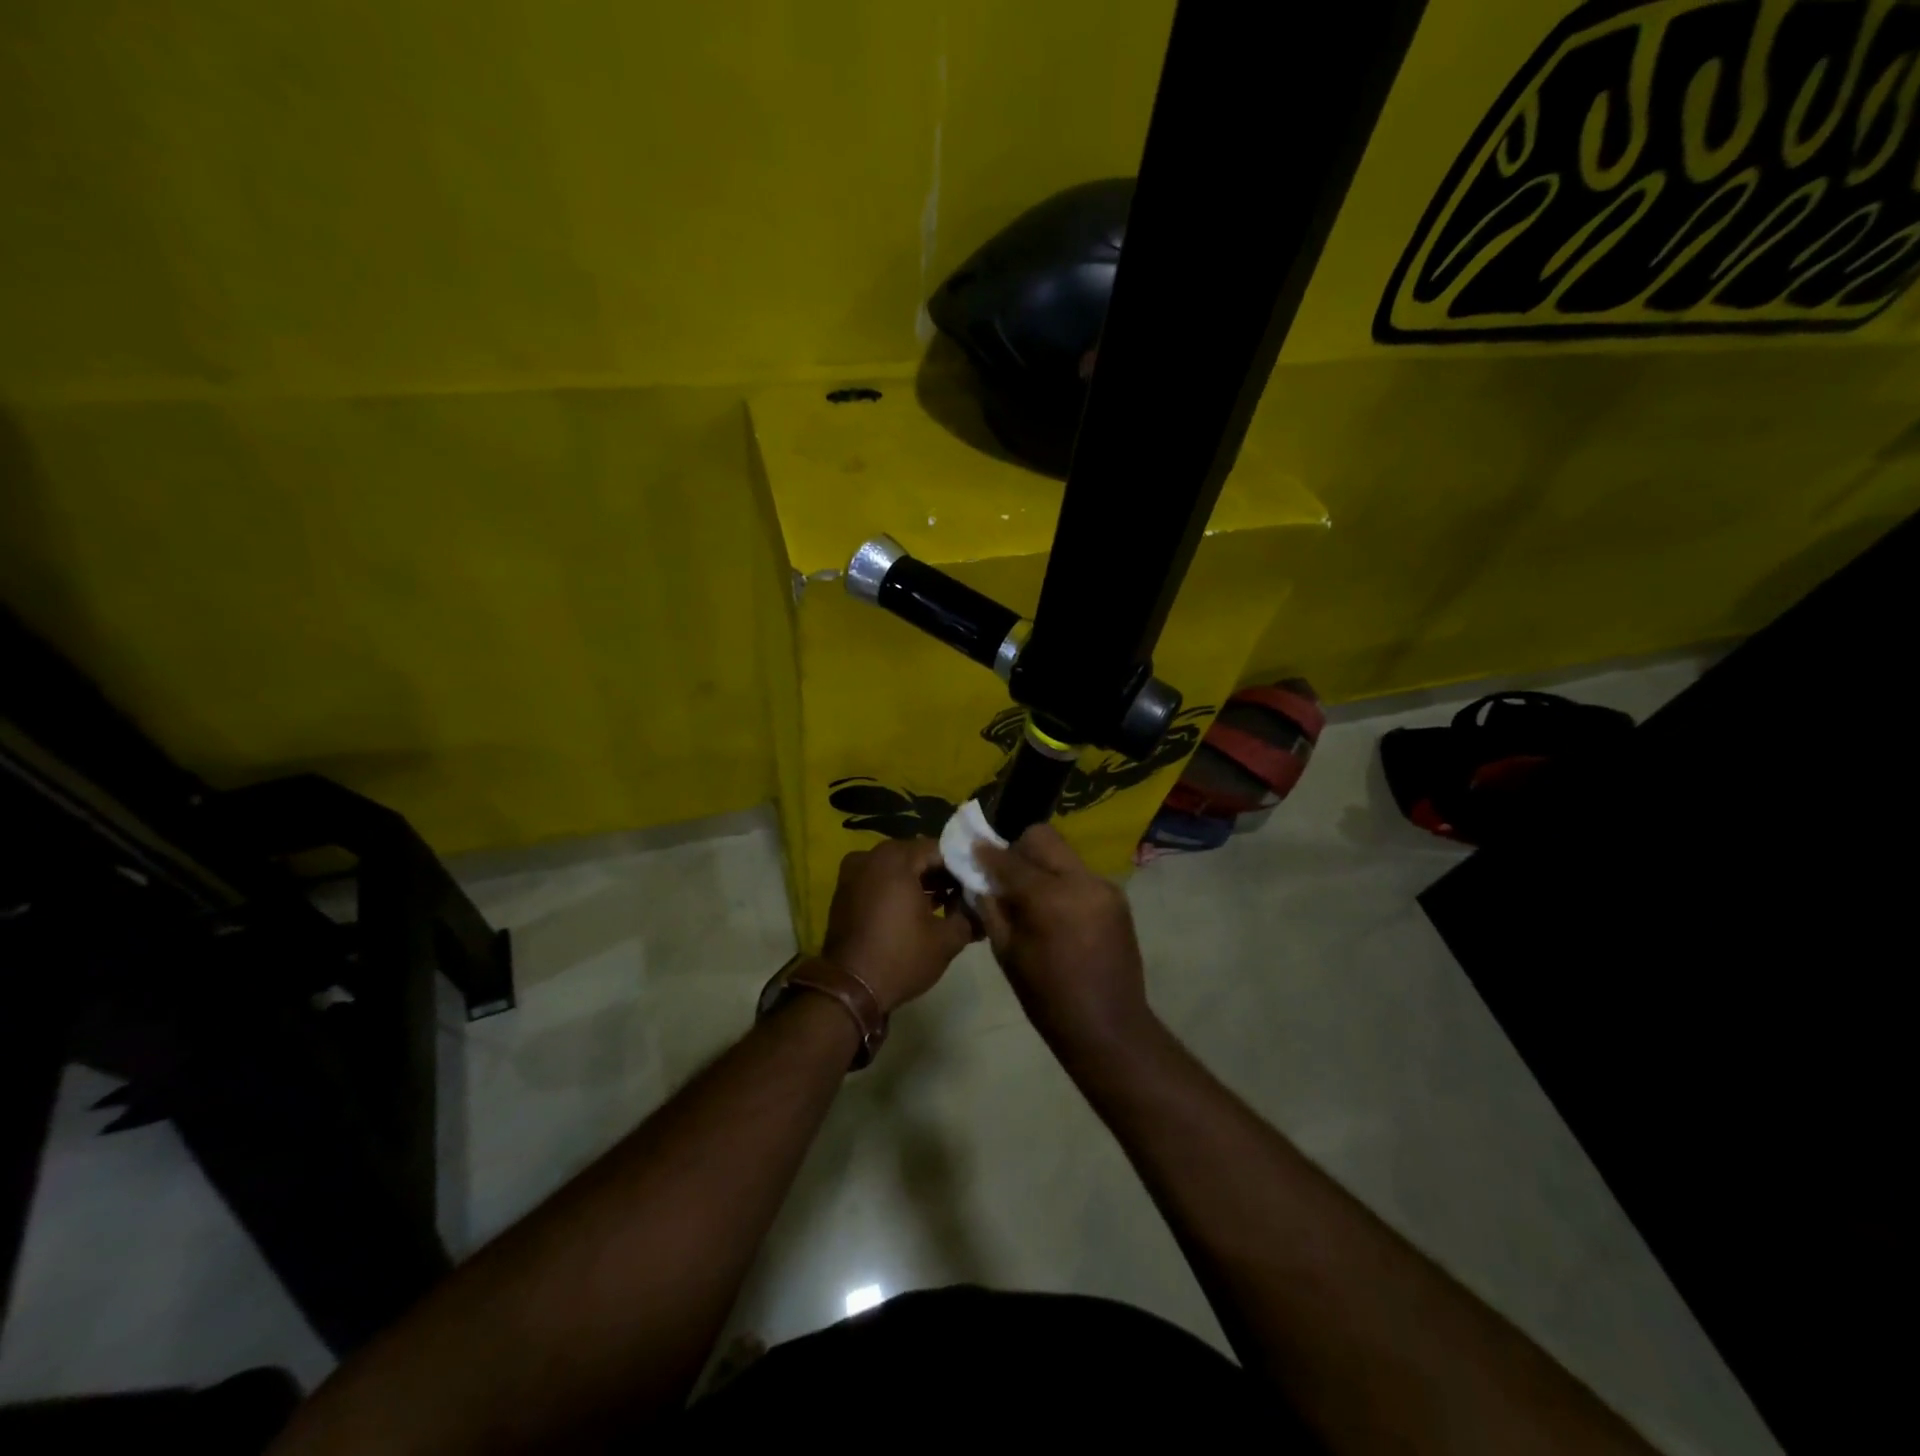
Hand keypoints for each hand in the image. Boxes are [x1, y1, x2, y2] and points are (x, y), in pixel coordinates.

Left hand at [820, 837, 977, 1013]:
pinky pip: (878, 881)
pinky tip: (916, 912)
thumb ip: (969, 916)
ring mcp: (852, 873)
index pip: (940, 849)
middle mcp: (870, 856)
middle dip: (941, 874)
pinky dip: (897, 890)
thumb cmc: (901, 957)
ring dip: (920, 883)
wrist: (848, 989)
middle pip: (916, 856)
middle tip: (962, 896)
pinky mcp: (844, 892)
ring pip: (896, 868)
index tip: (976, 887)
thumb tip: (980, 909)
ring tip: (944, 906)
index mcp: (896, 858)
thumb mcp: (947, 939)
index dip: (961, 867)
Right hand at [975, 825, 1154, 1056]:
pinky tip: (1056, 910)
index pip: (1010, 859)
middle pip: (1043, 838)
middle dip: (1018, 848)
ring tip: (1030, 895)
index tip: (972, 849)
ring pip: (1063, 854)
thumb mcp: (1006, 953)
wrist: (1109, 1027)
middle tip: (1004, 873)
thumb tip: (978, 879)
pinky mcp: (1117, 897)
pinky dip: (1062, 881)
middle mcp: (1081, 881)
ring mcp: (1104, 886)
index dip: (987, 853)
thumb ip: (991, 908)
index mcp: (1049, 898)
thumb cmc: (1048, 998)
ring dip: (1041, 865)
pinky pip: (1080, 874)